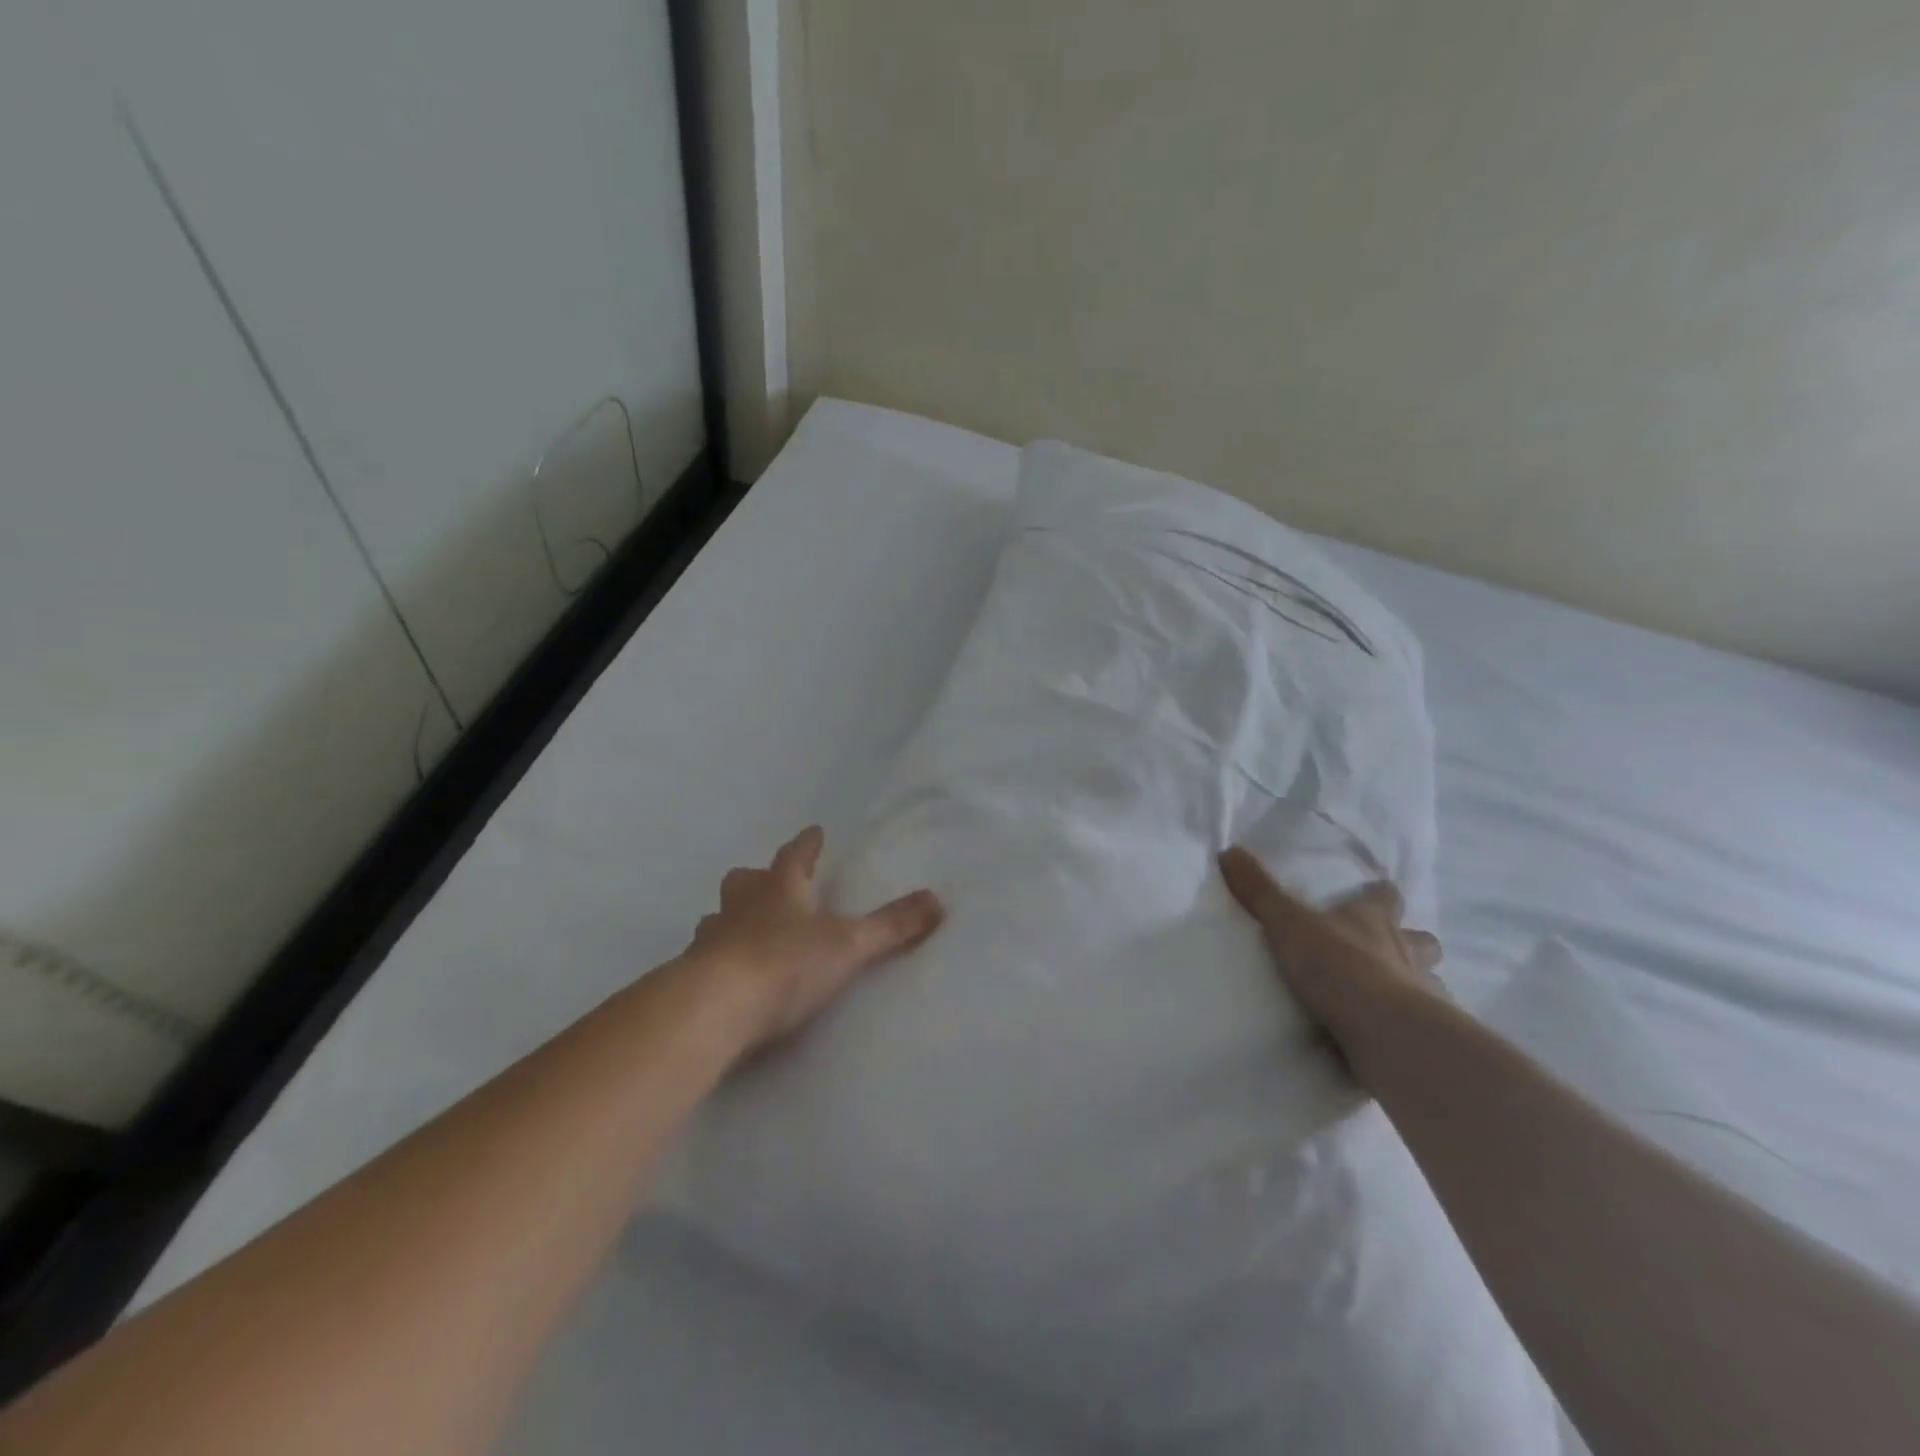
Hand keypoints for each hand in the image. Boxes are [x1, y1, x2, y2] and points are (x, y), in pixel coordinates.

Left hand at [688, 826, 944, 1048]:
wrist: (713, 1008)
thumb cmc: (784, 964)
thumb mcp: (848, 945)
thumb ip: (891, 926)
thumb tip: (937, 900)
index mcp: (780, 890)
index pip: (795, 856)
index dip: (807, 845)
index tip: (814, 831)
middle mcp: (741, 907)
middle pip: (745, 881)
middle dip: (758, 878)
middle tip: (768, 883)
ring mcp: (711, 939)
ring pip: (719, 917)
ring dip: (732, 919)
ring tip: (745, 931)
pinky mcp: (692, 975)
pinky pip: (704, 957)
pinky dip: (717, 959)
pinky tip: (726, 977)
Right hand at [1218, 846, 1442, 1080]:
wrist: (1382, 1030)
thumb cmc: (1338, 964)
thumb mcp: (1287, 922)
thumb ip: (1259, 891)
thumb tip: (1229, 850)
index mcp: (1374, 920)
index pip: (1386, 896)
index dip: (1380, 894)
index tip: (1374, 892)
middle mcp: (1405, 951)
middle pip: (1422, 940)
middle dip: (1411, 942)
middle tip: (1388, 949)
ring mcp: (1421, 994)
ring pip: (1431, 982)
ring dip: (1415, 985)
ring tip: (1391, 996)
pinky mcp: (1421, 1034)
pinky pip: (1420, 1027)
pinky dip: (1407, 1027)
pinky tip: (1389, 1034)